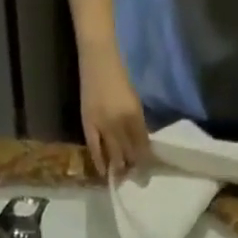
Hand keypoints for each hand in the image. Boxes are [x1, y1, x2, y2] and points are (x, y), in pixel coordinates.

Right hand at [80, 47, 149, 178]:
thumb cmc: (119, 76)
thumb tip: (143, 146)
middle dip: (134, 168)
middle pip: (130, 153)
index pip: (143, 145)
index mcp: (134, 114)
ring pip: (114, 154)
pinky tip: (104, 172)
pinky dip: (100, 162)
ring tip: (122, 178)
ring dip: (119, 168)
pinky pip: (95, 149)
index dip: (146, 161)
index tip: (148, 174)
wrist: (98, 56)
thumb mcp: (134, 100)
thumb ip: (138, 123)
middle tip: (137, 181)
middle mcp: (120, 122)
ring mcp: (103, 124)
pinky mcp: (89, 123)